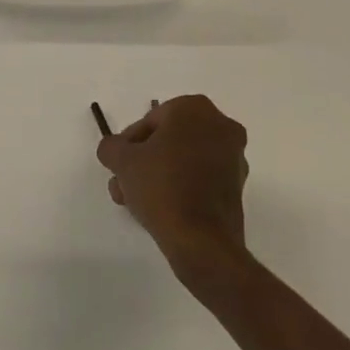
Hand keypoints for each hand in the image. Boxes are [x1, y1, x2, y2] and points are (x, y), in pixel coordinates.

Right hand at [98, 95, 250, 280]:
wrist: (201, 239)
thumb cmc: (161, 186)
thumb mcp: (121, 160)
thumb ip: (111, 146)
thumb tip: (114, 149)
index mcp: (194, 109)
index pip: (151, 120)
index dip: (129, 142)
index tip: (119, 164)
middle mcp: (220, 125)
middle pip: (169, 139)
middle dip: (143, 161)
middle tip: (124, 182)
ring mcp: (234, 157)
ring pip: (184, 159)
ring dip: (158, 175)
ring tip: (135, 201)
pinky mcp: (238, 186)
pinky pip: (200, 178)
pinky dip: (181, 187)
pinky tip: (159, 208)